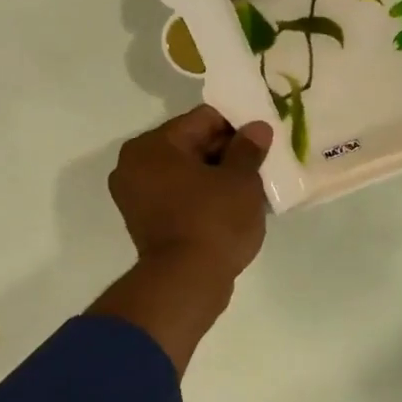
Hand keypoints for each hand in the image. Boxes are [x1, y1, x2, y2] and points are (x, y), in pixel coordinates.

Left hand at [91, 106, 273, 372]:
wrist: (187, 281)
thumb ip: (249, 149)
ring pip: (188, 172)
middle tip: (262, 163)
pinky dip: (205, 196)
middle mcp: (136, 165)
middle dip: (228, 152)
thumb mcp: (241, 180)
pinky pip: (181, 196)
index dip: (239, 125)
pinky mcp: (147, 222)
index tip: (265, 138)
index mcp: (154, 146)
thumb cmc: (214, 221)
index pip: (204, 119)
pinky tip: (234, 206)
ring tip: (252, 187)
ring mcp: (137, 196)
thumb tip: (257, 128)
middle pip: (192, 144)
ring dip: (218, 176)